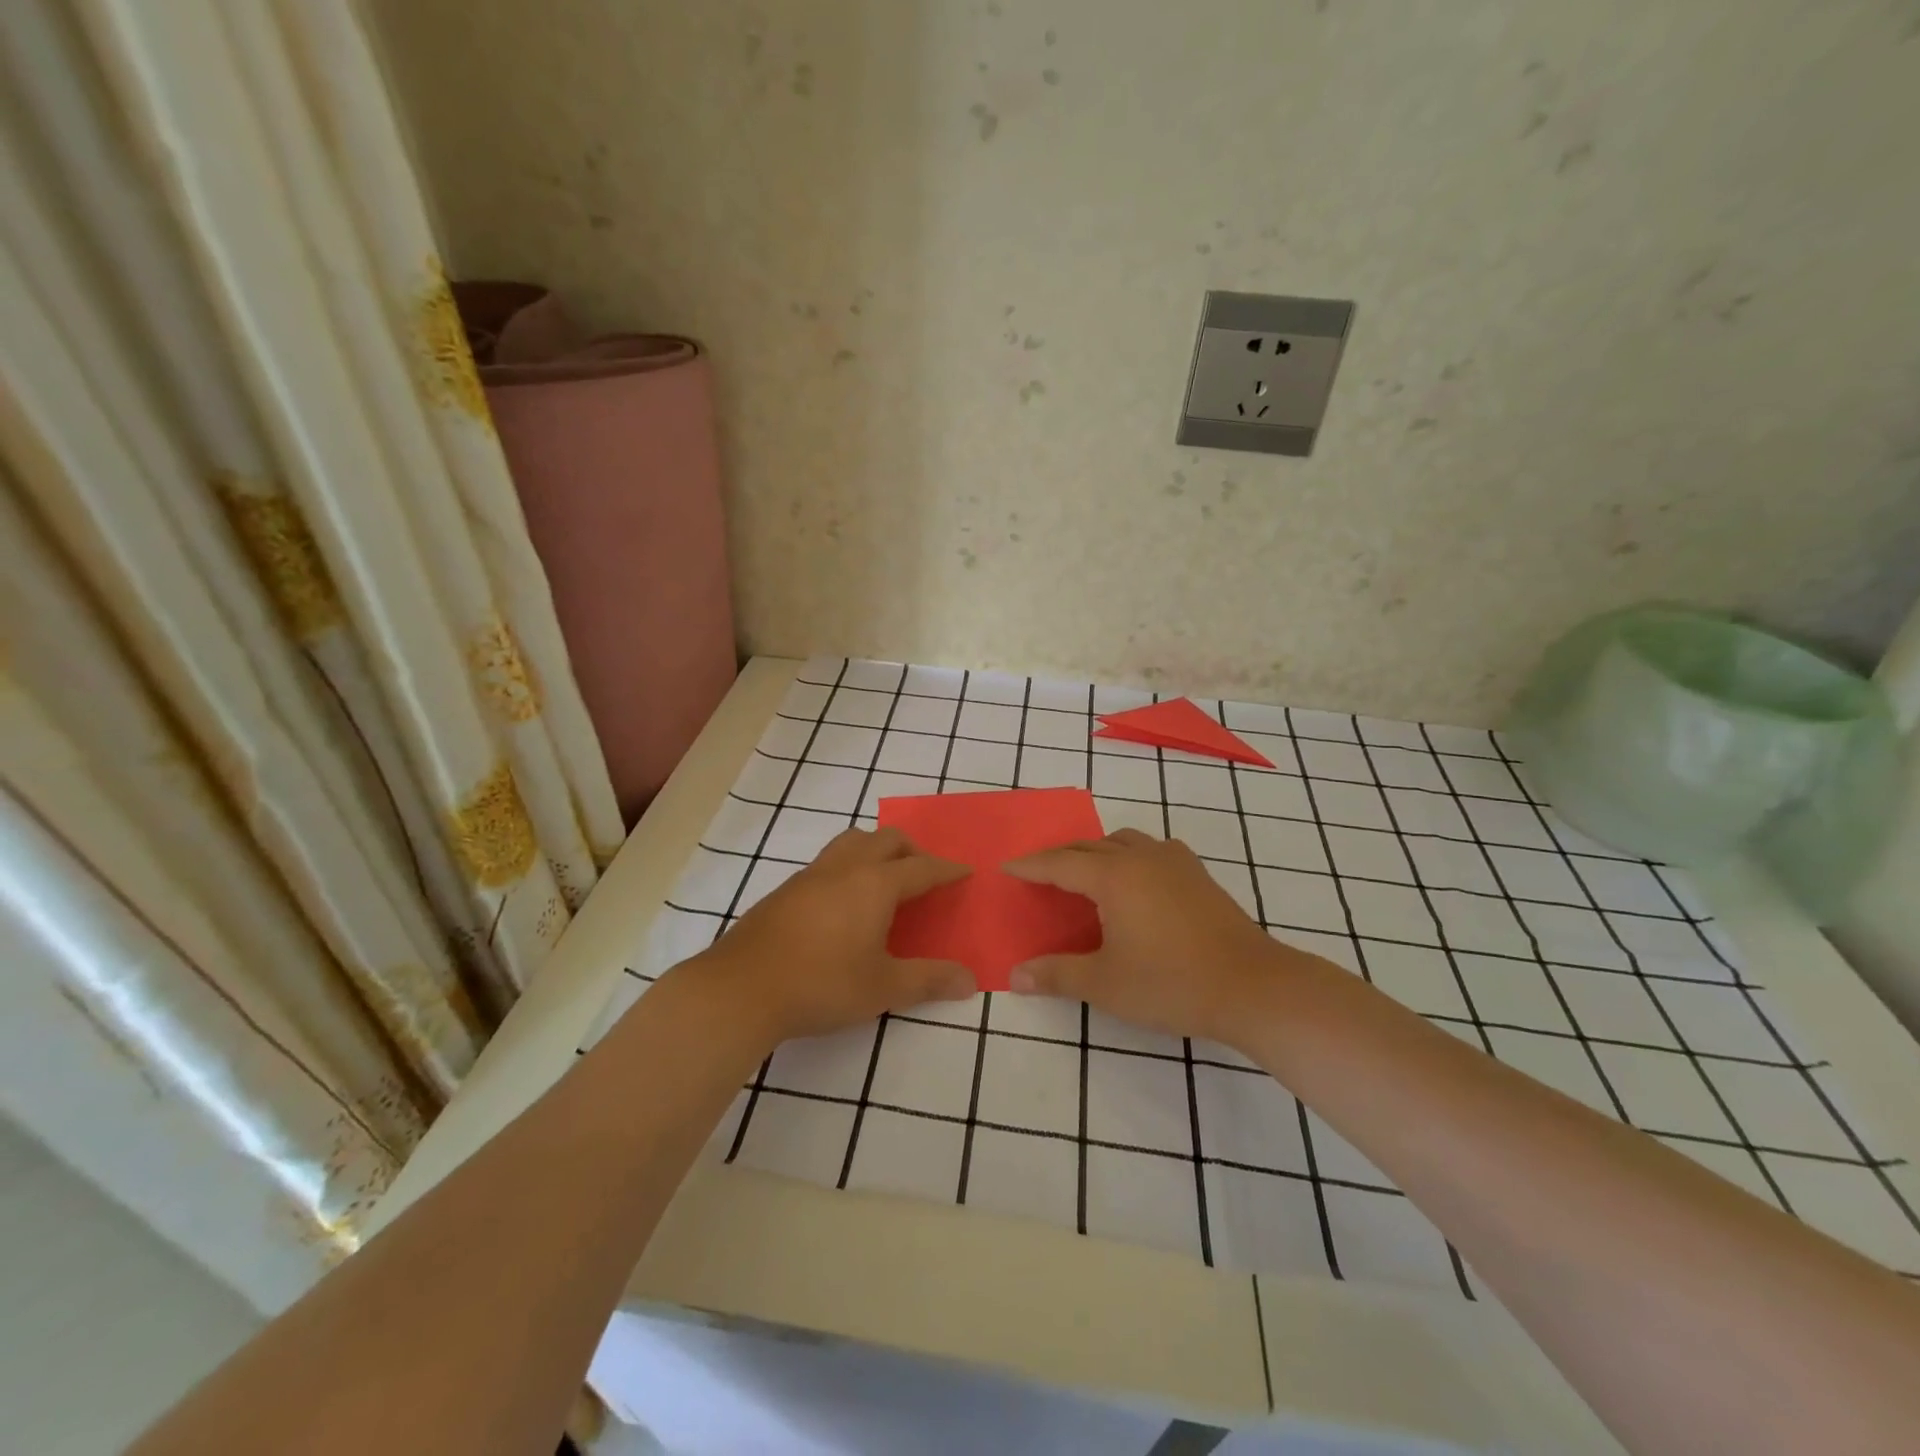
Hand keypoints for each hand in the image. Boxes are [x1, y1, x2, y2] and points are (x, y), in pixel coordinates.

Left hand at [688, 826, 974, 1045]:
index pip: (921, 868)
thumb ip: (929, 980)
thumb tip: (970, 981)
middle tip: (924, 875)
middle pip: (886, 840)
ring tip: (884, 880)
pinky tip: (843, 902)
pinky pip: (828, 862)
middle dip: (912, 851)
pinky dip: (848, 866)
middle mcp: (845, 868)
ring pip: (851, 842)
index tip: (964, 871)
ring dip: (876, 850)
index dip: (946, 870)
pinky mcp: (785, 890)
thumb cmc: (822, 984)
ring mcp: (810, 875)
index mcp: (875, 884)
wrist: (741, 988)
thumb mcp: (883, 988)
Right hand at [1004, 828, 1313, 1045]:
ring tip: (1085, 875)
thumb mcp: (1105, 984)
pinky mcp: (1199, 875)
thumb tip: (1015, 975)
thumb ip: (1057, 975)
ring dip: (1097, 852)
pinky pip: (1153, 850)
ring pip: (1123, 842)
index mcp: (1113, 877)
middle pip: (1089, 847)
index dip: (1031, 866)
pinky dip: (1132, 856)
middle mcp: (1141, 857)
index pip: (1059, 864)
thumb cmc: (1171, 983)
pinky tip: (1137, 880)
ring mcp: (1175, 862)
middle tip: (1038, 874)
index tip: (1007, 868)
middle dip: (1059, 858)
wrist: (1253, 987)